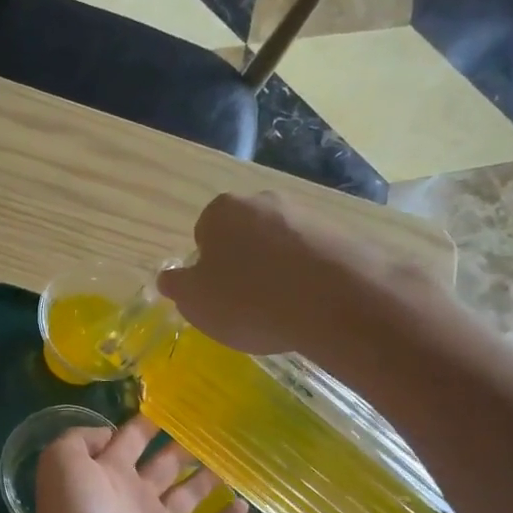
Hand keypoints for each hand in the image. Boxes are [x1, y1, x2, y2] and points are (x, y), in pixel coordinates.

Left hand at [28, 414, 248, 512]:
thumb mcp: (63, 461)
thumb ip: (81, 438)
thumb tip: (109, 432)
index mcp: (107, 474)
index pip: (129, 441)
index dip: (146, 424)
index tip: (172, 406)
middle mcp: (133, 499)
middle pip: (163, 467)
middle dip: (182, 449)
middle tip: (211, 430)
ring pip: (187, 498)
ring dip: (206, 480)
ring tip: (230, 459)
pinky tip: (244, 503)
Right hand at [157, 191, 434, 355]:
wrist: (336, 301)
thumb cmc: (249, 299)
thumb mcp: (196, 302)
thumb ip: (178, 287)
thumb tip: (169, 278)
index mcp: (221, 211)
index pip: (204, 234)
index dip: (208, 268)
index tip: (217, 296)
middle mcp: (264, 201)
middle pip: (244, 235)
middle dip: (244, 264)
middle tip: (247, 304)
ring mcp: (307, 215)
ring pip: (281, 246)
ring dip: (278, 272)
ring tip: (283, 311)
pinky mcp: (343, 235)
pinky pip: (314, 259)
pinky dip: (309, 279)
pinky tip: (312, 307)